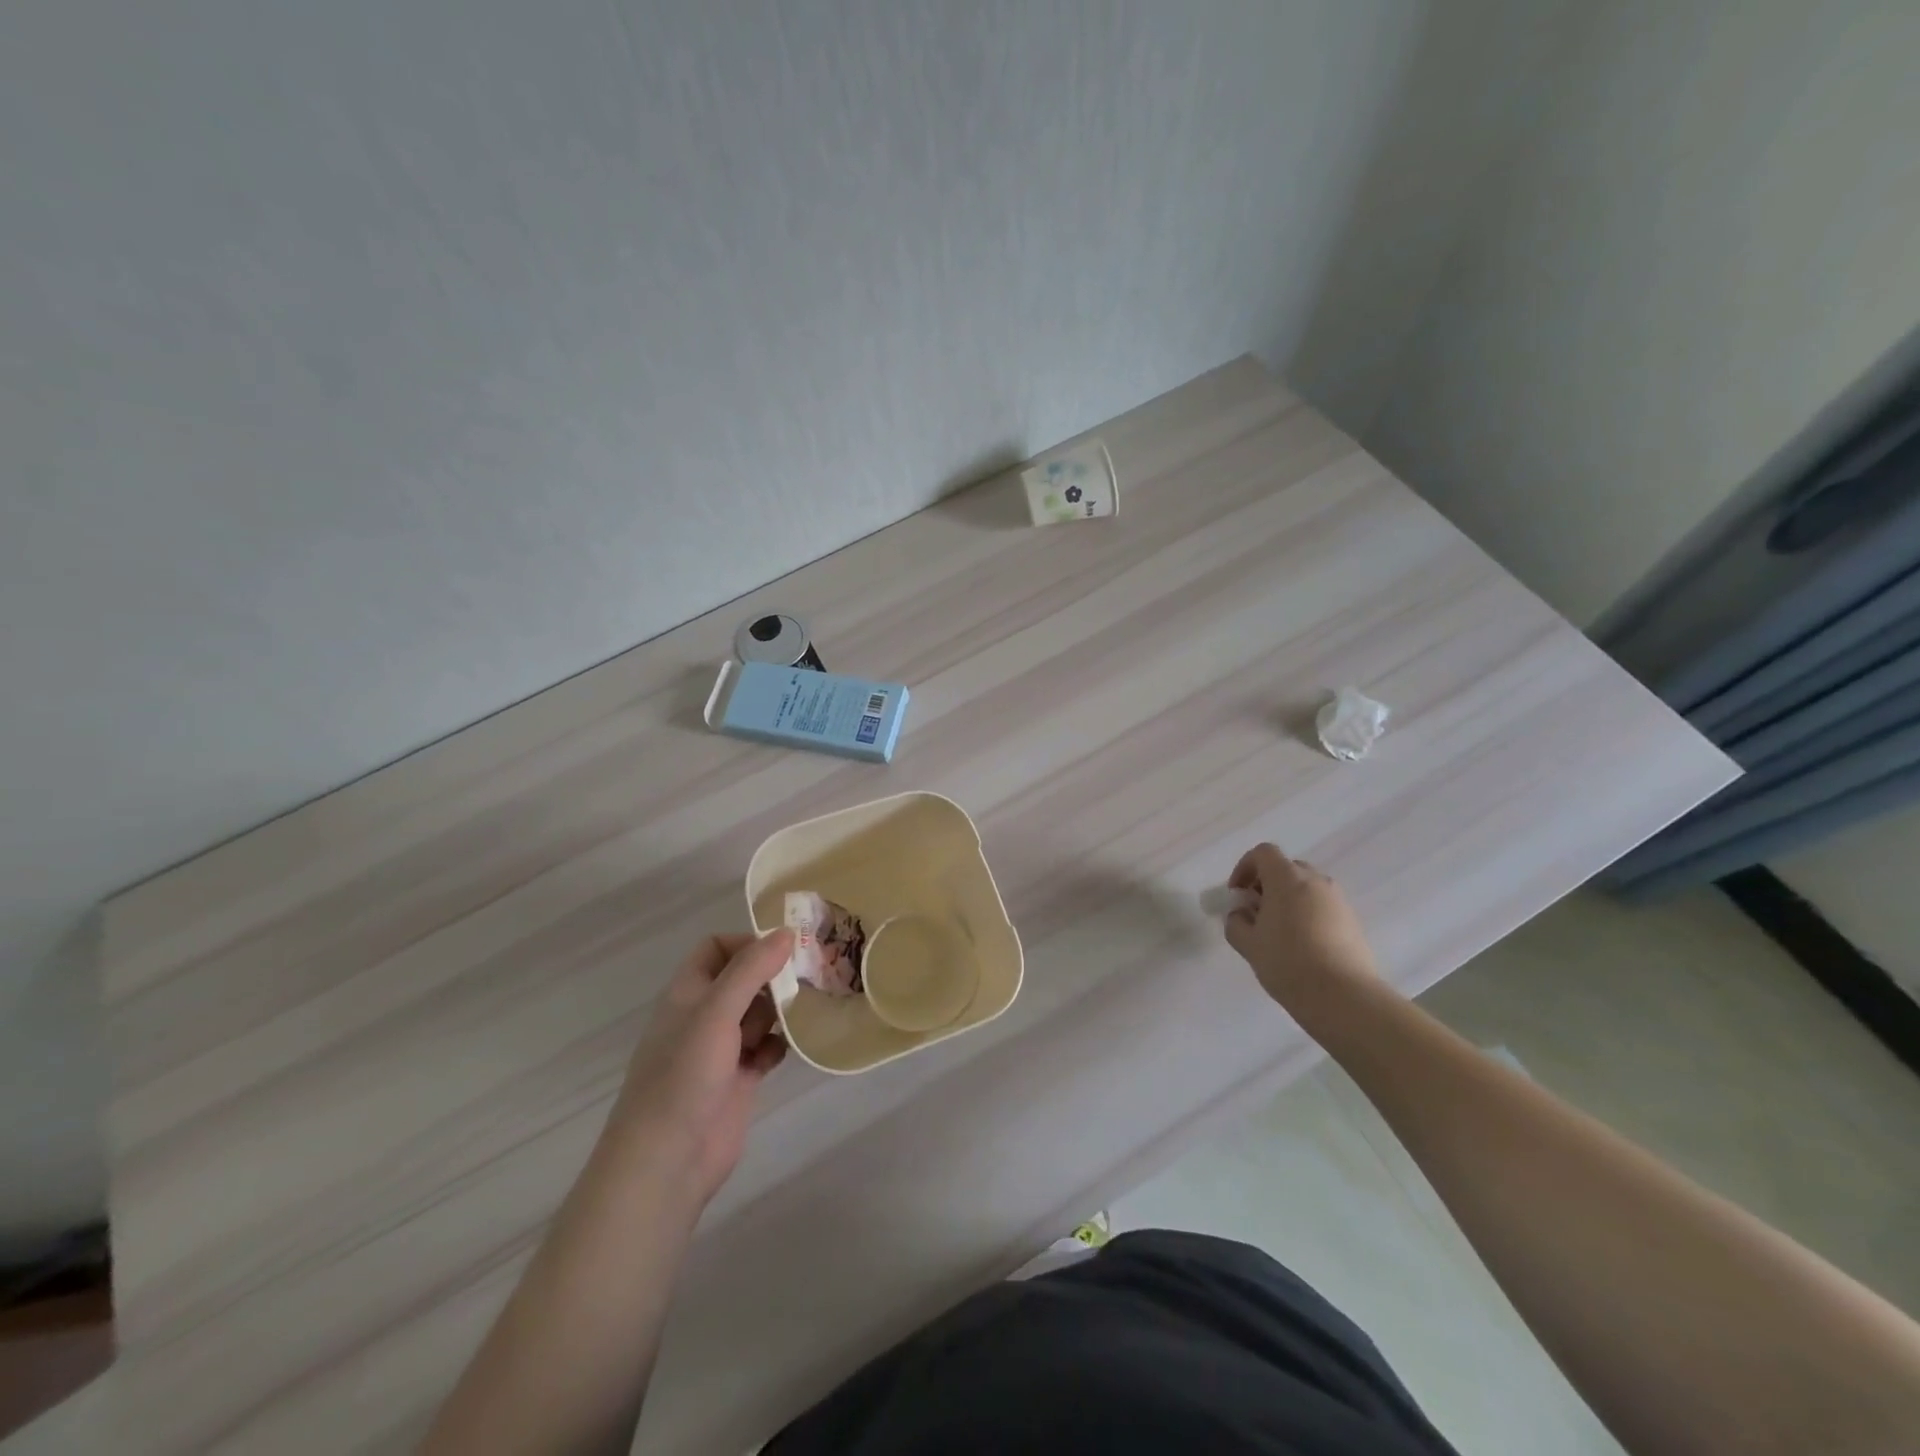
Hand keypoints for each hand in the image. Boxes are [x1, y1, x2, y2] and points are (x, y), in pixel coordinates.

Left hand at [610, 930, 793, 1207]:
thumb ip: (751, 970)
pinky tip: (790, 1048)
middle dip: (774, 975)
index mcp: (688, 992)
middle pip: (744, 978)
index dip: (748, 942)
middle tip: (811, 974)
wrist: (667, 1160)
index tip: (784, 949)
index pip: (717, 947)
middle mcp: (704, 1015)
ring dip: (782, 1009)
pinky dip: (780, 1044)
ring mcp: (722, 1048)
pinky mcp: (740, 1077)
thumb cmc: (684, 1076)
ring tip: (807, 1008)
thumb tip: (786, 932)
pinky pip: (768, 1047)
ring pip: (760, 1012)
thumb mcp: (716, 1012)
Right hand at [1223, 844, 1377, 1015]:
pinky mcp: (1353, 921)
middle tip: (1256, 912)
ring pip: (1307, 888)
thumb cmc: (1288, 963)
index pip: (1263, 853)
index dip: (1245, 867)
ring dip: (1289, 899)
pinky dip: (1308, 914)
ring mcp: (1338, 900)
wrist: (1344, 997)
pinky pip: (1323, 906)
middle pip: (1287, 868)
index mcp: (1287, 879)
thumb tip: (1241, 915)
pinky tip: (1302, 945)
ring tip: (1279, 931)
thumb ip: (1236, 922)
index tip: (1237, 894)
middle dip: (1267, 883)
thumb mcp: (1248, 944)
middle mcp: (1316, 881)